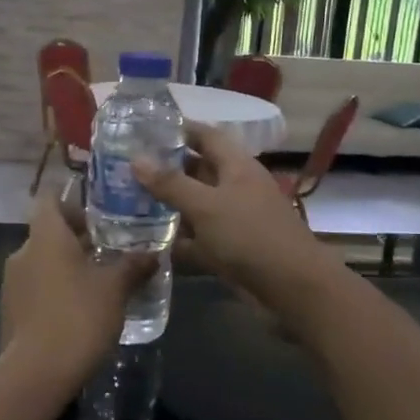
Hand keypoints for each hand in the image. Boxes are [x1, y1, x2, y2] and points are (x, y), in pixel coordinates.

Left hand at [0, 193, 152, 394]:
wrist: (36, 373)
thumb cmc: (78, 317)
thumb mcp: (115, 290)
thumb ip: (132, 266)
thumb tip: (152, 253)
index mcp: (45, 237)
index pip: (49, 200)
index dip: (70, 199)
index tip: (95, 210)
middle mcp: (22, 252)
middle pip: (47, 232)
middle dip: (76, 237)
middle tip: (109, 247)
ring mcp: (11, 282)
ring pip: (41, 261)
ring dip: (65, 264)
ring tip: (98, 278)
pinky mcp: (9, 310)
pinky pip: (35, 286)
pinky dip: (54, 287)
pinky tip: (78, 307)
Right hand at [134, 123, 337, 307]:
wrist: (293, 290)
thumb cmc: (250, 236)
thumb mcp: (205, 206)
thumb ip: (170, 184)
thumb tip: (136, 159)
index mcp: (236, 166)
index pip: (205, 136)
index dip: (178, 129)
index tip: (143, 129)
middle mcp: (235, 188)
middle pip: (197, 171)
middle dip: (165, 169)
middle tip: (126, 168)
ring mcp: (233, 220)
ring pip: (195, 206)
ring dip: (167, 206)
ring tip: (127, 202)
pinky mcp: (230, 250)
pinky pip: (198, 238)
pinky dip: (177, 240)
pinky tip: (147, 242)